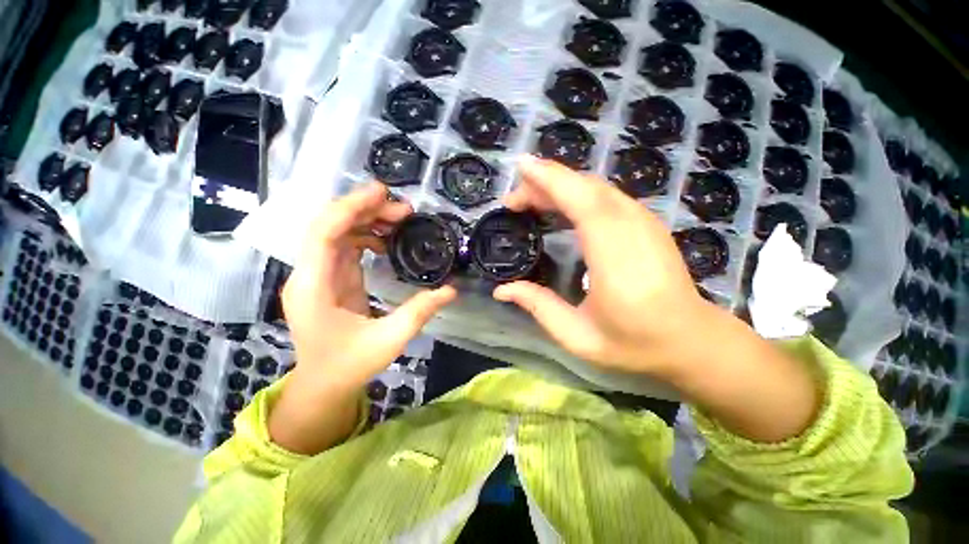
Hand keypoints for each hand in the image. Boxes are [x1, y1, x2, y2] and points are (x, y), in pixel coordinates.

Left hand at [282, 183, 455, 389]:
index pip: (324, 233)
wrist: (322, 385)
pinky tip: (386, 239)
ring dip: (366, 220)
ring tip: (400, 219)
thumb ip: (420, 312)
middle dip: (365, 210)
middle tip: (404, 210)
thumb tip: (451, 289)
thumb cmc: (348, 366)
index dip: (351, 207)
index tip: (382, 193)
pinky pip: (344, 246)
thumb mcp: (389, 341)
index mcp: (314, 287)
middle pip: (330, 226)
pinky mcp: (329, 279)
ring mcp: (318, 275)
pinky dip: (365, 235)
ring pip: (337, 233)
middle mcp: (309, 275)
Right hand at [496, 157, 818, 442]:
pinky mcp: (645, 222)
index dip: (551, 180)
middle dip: (546, 182)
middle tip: (514, 201)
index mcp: (616, 258)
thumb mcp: (579, 336)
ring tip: (530, 200)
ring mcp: (644, 222)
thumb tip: (502, 289)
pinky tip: (559, 205)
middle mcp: (633, 229)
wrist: (692, 340)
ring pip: (596, 188)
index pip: (583, 203)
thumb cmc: (635, 343)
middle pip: (586, 188)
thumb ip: (539, 307)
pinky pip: (606, 196)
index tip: (520, 169)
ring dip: (560, 185)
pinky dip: (577, 192)